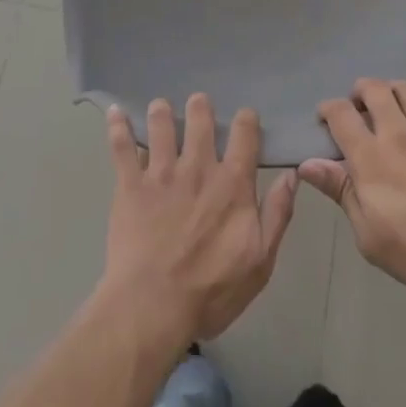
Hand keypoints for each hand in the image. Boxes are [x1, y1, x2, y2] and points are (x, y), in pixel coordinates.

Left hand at [99, 95, 298, 344]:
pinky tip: (114, 112)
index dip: (246, 120)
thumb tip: (291, 175)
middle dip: (199, 106)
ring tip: (160, 105)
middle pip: (199, 121)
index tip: (244, 115)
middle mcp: (197, 168)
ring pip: (160, 126)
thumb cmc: (212, 290)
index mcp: (232, 184)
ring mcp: (160, 174)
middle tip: (197, 101)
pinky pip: (121, 147)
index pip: (244, 136)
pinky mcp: (130, 185)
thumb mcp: (261, 260)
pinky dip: (117, 127)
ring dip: (161, 111)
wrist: (154, 305)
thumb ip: (277, 214)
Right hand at [300, 78, 405, 303]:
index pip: (340, 115)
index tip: (326, 118)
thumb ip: (341, 192)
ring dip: (392, 89)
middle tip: (360, 108)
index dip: (327, 109)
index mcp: (371, 159)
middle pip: (373, 90)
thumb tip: (307, 164)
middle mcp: (399, 134)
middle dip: (359, 92)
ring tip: (391, 102)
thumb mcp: (371, 237)